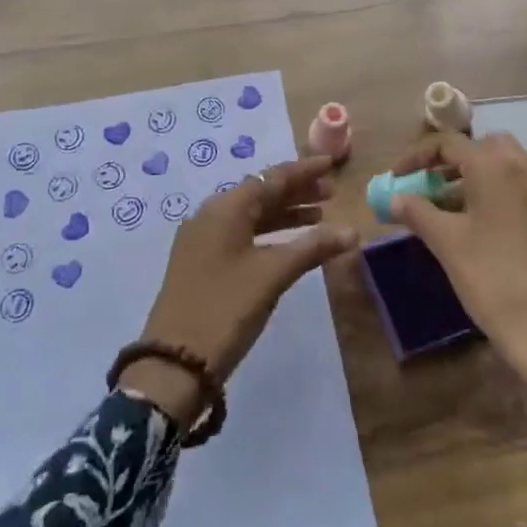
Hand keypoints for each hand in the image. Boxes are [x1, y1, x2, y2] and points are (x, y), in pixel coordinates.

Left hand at [119, 156, 357, 427]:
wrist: (174, 362)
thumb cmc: (226, 308)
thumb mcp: (272, 275)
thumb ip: (312, 248)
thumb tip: (352, 231)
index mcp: (225, 208)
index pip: (271, 178)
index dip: (303, 171)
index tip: (331, 164)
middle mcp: (211, 215)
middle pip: (260, 194)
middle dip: (296, 191)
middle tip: (331, 193)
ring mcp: (203, 240)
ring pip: (251, 216)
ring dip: (284, 213)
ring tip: (319, 217)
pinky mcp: (201, 262)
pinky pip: (241, 235)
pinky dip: (268, 234)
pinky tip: (289, 245)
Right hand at [386, 133, 526, 451]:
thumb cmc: (494, 280)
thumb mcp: (447, 244)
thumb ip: (418, 212)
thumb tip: (396, 197)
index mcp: (495, 167)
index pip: (449, 143)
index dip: (415, 158)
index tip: (395, 180)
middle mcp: (524, 170)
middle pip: (483, 148)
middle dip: (451, 162)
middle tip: (428, 186)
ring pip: (503, 170)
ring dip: (472, 180)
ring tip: (445, 212)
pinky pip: (518, 192)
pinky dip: (493, 197)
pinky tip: (476, 233)